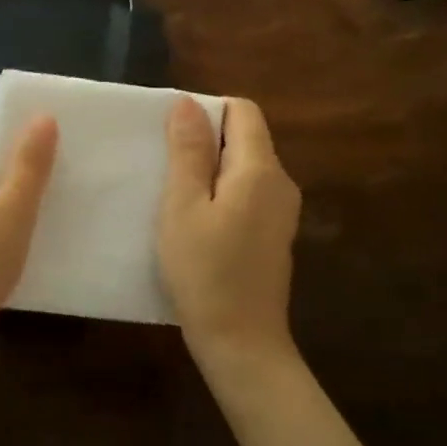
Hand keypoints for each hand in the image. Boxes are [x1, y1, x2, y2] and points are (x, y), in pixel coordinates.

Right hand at [158, 97, 301, 379]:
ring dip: (209, 170)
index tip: (172, 138)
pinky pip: (247, 192)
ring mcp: (281, 210)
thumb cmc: (205, 272)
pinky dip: (221, 193)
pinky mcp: (274, 232)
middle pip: (245, 137)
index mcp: (260, 169)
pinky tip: (196, 221)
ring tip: (175, 196)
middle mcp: (280, 182)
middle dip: (205, 142)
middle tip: (165, 168)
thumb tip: (188, 103)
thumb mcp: (183, 207)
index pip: (242, 110)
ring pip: (244, 166)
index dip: (206, 112)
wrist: (241, 343)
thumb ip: (188, 152)